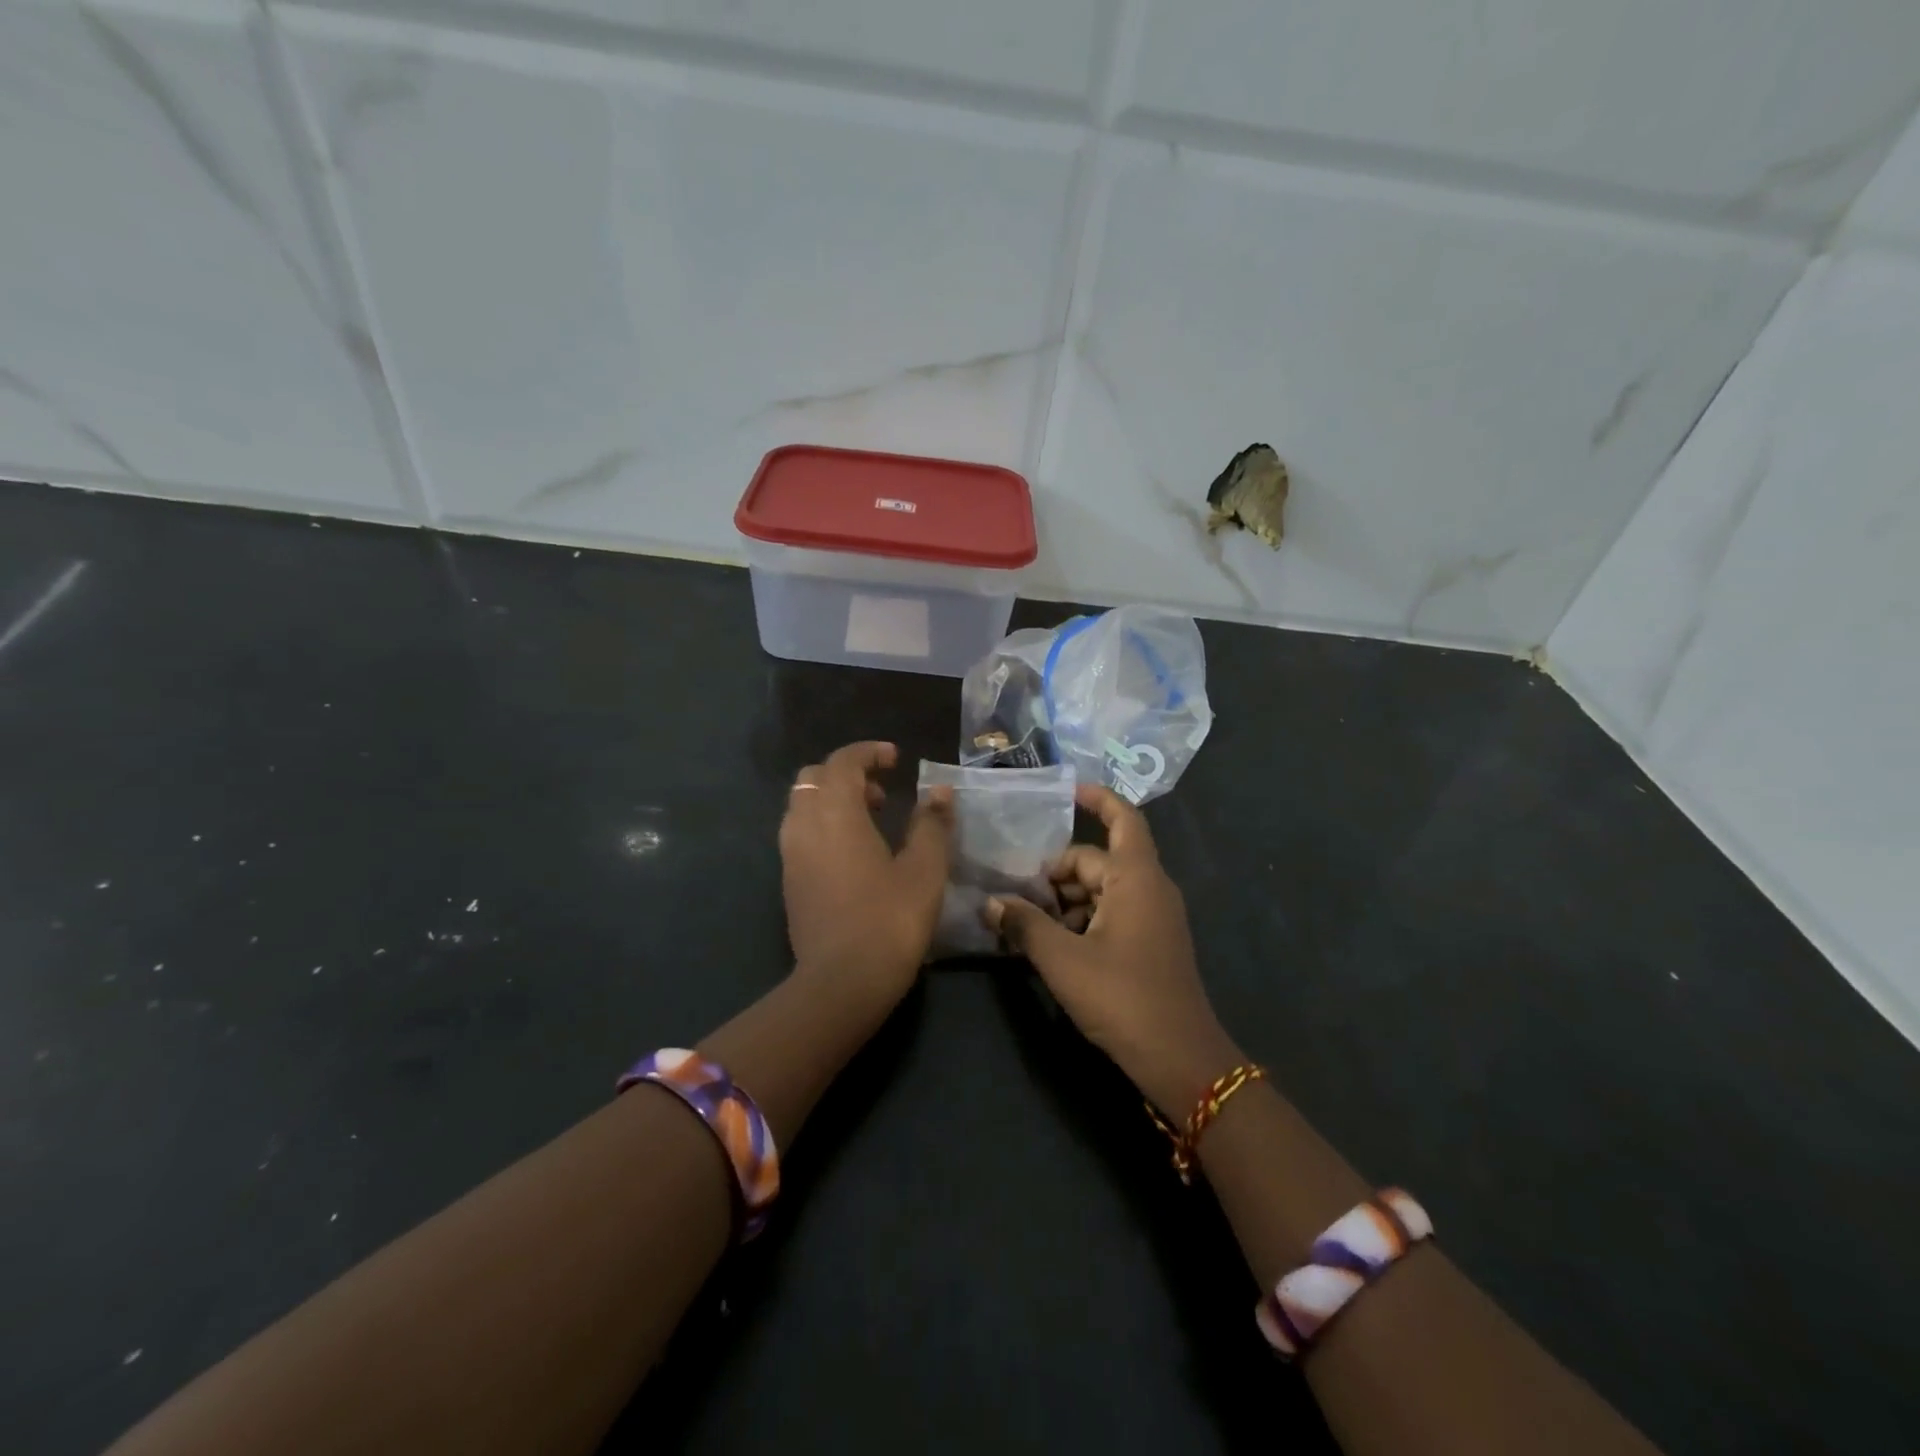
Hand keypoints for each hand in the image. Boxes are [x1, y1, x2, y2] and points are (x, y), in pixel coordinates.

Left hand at [779, 741, 951, 1009]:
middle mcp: (803, 825)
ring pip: (803, 805)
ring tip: (872, 821)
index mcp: (835, 813)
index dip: (868, 752)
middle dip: (847, 774)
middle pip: (814, 778)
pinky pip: (801, 833)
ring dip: (834, 800)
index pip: (843, 761)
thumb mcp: (924, 869)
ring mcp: (790, 855)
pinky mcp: (788, 882)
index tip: (896, 759)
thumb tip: (939, 792)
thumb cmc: (889, 919)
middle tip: (883, 793)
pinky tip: (854, 854)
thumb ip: (932, 824)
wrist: (841, 983)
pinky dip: (824, 825)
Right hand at [986, 784, 1243, 1116]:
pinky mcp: (1152, 943)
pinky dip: (1083, 919)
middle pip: (1098, 861)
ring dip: (1066, 900)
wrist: (1180, 1059)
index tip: (1066, 792)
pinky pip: (1113, 913)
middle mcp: (1150, 889)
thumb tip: (990, 903)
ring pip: (1103, 890)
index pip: (1123, 819)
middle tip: (1017, 897)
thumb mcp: (1062, 960)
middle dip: (1057, 873)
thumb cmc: (1123, 998)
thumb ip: (1024, 925)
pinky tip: (1054, 945)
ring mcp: (1155, 918)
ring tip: (1028, 925)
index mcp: (1137, 879)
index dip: (1097, 799)